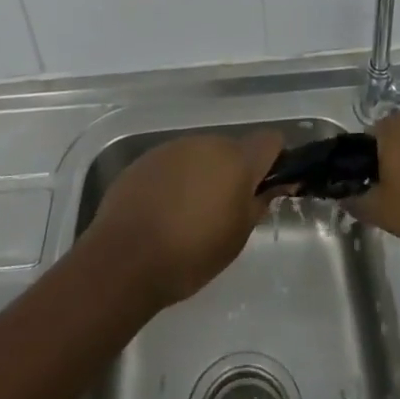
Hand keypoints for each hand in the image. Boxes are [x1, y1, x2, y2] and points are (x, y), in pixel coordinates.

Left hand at [81, 130, 285, 307]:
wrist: (125, 258)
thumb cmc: (191, 254)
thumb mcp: (236, 237)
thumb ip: (258, 203)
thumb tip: (273, 185)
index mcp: (236, 159)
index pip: (269, 141)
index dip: (274, 160)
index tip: (269, 186)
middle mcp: (207, 142)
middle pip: (232, 149)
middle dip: (234, 172)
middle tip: (226, 210)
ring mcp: (175, 146)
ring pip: (202, 155)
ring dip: (204, 174)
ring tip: (191, 213)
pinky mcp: (148, 157)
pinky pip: (175, 163)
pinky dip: (177, 179)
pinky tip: (164, 210)